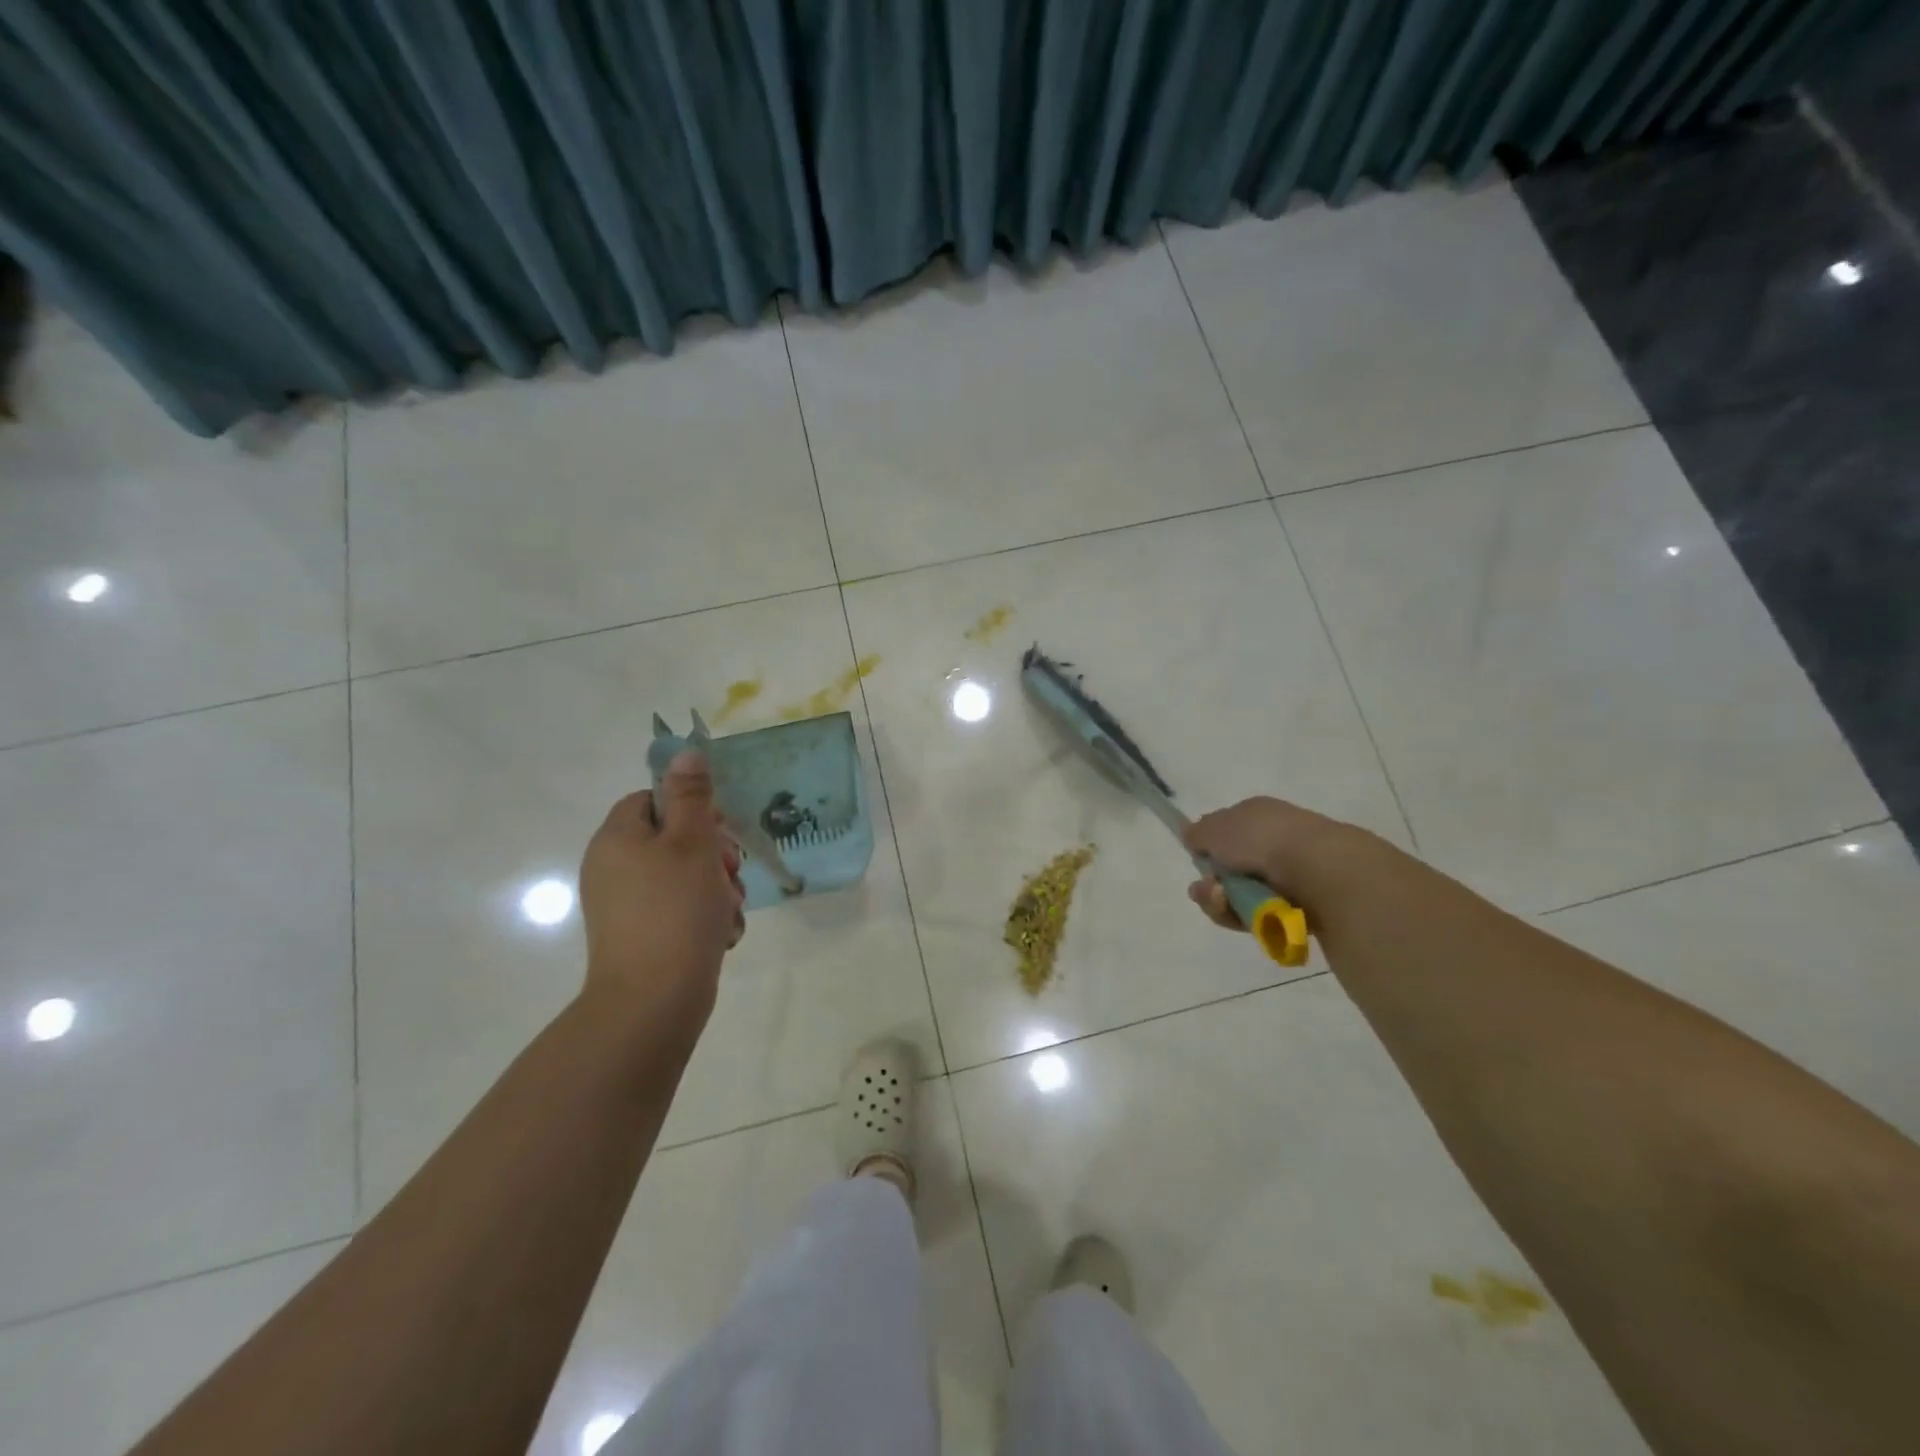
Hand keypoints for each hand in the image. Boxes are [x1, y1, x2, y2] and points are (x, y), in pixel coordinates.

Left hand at [578, 751, 744, 1031]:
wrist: (654, 1001)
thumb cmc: (675, 911)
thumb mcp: (692, 843)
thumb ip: (692, 796)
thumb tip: (686, 752)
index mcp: (617, 838)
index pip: (654, 800)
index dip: (692, 809)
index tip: (719, 830)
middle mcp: (615, 868)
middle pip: (674, 839)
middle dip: (714, 854)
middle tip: (732, 871)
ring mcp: (627, 905)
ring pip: (686, 876)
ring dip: (718, 888)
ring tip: (729, 910)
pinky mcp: (643, 936)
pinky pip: (681, 910)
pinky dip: (705, 917)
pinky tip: (722, 934)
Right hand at [1181, 796, 1379, 931]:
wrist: (1321, 871)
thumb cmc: (1263, 841)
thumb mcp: (1216, 828)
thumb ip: (1199, 832)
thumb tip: (1192, 836)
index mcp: (1260, 814)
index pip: (1226, 833)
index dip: (1209, 850)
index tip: (1200, 863)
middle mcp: (1278, 840)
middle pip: (1233, 870)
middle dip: (1214, 886)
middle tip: (1211, 893)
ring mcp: (1296, 873)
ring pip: (1245, 896)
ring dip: (1227, 905)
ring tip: (1230, 908)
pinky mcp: (1307, 905)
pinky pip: (1267, 916)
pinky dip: (1254, 919)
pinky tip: (1254, 918)